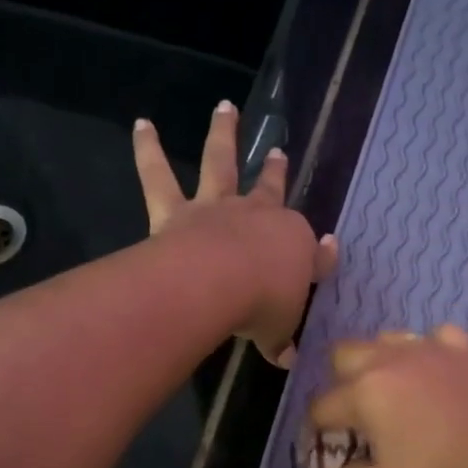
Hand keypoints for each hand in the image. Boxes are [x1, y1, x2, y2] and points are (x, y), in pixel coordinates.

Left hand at [134, 102, 336, 365]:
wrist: (220, 284)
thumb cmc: (262, 306)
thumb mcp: (278, 332)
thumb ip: (280, 342)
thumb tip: (287, 360)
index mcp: (292, 244)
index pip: (311, 251)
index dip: (320, 255)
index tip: (327, 248)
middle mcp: (257, 216)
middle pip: (270, 189)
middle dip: (276, 172)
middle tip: (279, 152)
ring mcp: (217, 208)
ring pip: (221, 162)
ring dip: (223, 133)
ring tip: (224, 107)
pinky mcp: (176, 210)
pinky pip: (158, 175)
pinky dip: (148, 149)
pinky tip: (141, 124)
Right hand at [307, 325, 467, 467]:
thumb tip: (342, 467)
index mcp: (367, 391)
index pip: (321, 406)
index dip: (318, 432)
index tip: (332, 452)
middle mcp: (396, 358)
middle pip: (345, 354)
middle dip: (340, 384)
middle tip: (358, 420)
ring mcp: (438, 349)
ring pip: (390, 339)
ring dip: (380, 364)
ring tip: (395, 397)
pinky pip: (437, 338)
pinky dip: (428, 355)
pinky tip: (437, 377)